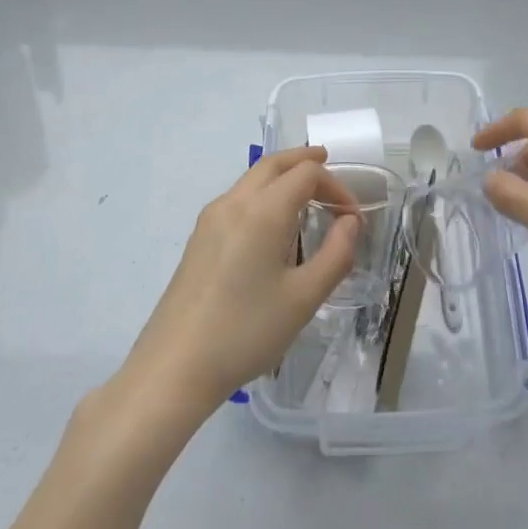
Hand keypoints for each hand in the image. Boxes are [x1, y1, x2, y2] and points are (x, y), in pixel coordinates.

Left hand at [122, 147, 359, 414]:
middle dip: (303, 161)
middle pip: (273, 164)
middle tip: (328, 164)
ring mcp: (211, 219)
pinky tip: (272, 223)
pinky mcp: (198, 238)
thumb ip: (336, 254)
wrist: (174, 367)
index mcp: (263, 211)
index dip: (335, 185)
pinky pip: (238, 199)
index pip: (306, 174)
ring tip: (305, 193)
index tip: (352, 216)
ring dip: (281, 176)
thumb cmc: (246, 331)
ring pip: (252, 179)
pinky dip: (263, 193)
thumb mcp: (304, 298)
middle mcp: (234, 203)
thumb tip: (350, 221)